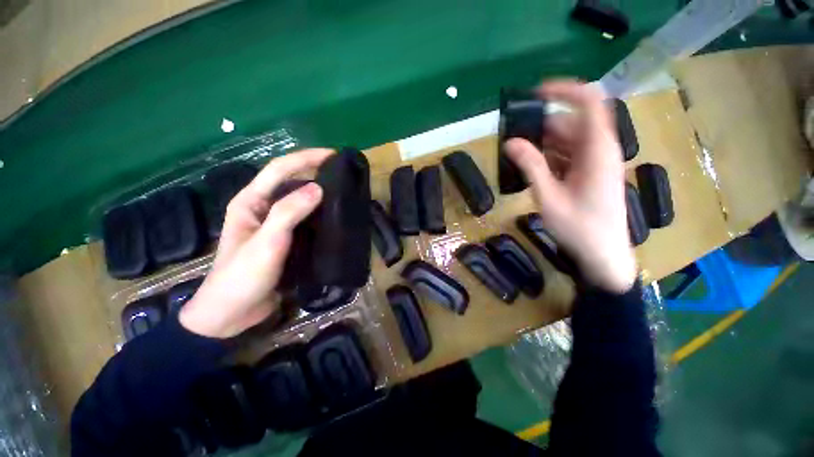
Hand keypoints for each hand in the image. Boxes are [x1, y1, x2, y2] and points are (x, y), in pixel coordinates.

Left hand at [180, 148, 333, 337]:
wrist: (233, 314)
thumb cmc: (242, 277)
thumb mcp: (266, 243)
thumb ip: (288, 213)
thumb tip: (318, 188)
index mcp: (250, 201)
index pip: (279, 169)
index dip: (306, 158)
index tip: (333, 155)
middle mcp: (262, 208)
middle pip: (291, 181)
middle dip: (315, 172)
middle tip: (343, 174)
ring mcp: (275, 224)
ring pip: (300, 200)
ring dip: (320, 193)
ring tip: (344, 192)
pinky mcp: (285, 238)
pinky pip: (305, 219)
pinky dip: (320, 213)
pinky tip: (335, 216)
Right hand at [505, 80, 636, 292]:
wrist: (602, 254)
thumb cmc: (579, 227)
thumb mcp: (549, 196)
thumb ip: (531, 166)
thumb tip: (511, 142)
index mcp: (597, 149)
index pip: (589, 102)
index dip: (564, 91)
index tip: (535, 94)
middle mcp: (600, 149)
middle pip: (571, 123)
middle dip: (541, 127)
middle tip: (513, 139)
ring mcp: (595, 161)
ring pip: (567, 140)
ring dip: (542, 144)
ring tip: (517, 157)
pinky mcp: (589, 173)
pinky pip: (568, 155)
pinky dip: (549, 157)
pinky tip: (532, 169)